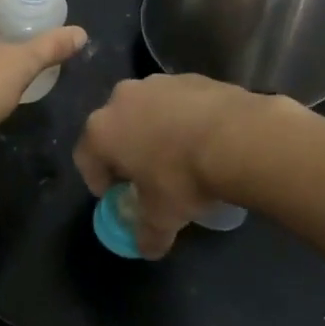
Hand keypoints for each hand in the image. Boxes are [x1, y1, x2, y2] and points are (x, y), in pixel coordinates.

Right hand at [74, 74, 283, 257]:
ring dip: (155, 131)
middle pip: (114, 129)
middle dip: (126, 151)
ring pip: (146, 111)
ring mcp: (156, 83)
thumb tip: (146, 248)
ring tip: (181, 156)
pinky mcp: (189, 77)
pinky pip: (177, 102)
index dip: (98, 181)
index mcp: (101, 131)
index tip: (118, 196)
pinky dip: (183, 118)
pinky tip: (205, 140)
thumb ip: (147, 234)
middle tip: (148, 176)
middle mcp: (120, 99)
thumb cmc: (183, 178)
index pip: (85, 158)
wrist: (239, 138)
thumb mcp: (162, 217)